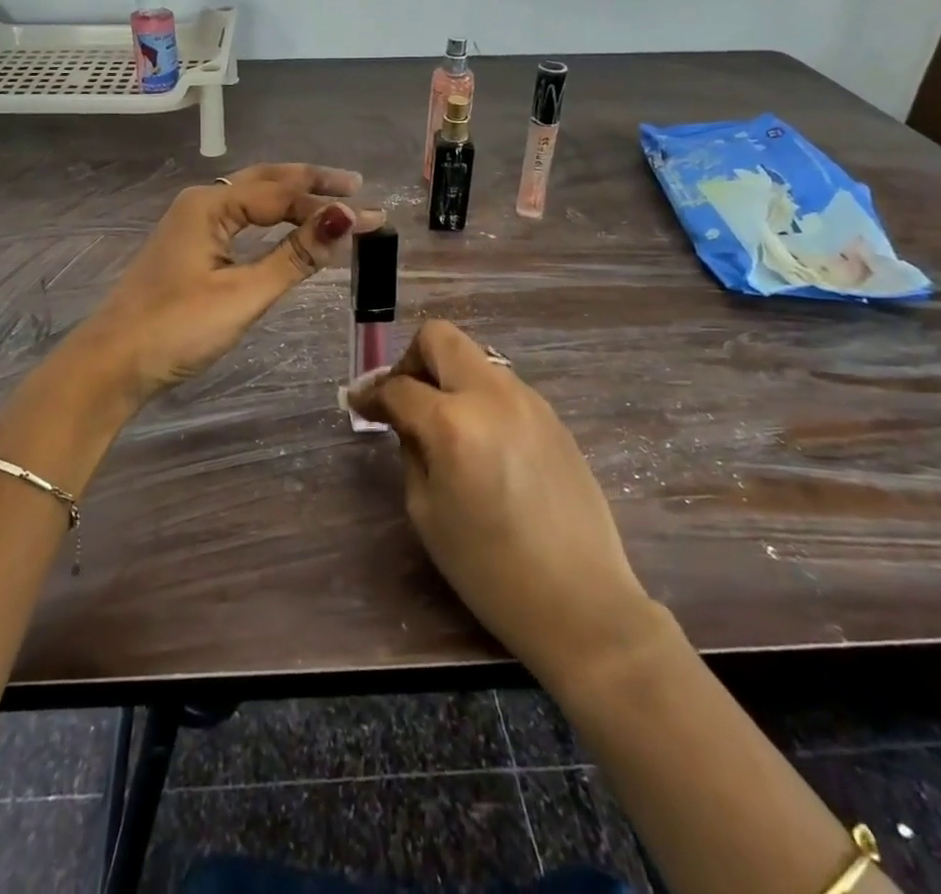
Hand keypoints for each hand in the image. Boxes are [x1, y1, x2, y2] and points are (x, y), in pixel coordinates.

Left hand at [76, 163, 383, 404]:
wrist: (112, 363)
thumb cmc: (177, 328)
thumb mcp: (243, 294)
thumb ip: (294, 256)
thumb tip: (344, 220)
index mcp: (210, 205)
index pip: (282, 195)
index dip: (329, 206)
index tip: (374, 218)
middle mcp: (201, 202)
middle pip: (266, 181)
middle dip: (311, 182)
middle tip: (355, 185)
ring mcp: (192, 224)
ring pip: (251, 197)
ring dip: (292, 196)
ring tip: (331, 198)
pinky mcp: (190, 247)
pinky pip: (241, 218)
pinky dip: (272, 217)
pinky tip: (287, 224)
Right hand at [347, 320, 655, 690]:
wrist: (581, 602)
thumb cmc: (490, 569)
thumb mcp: (427, 511)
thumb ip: (411, 450)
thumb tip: (404, 418)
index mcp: (453, 423)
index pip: (399, 386)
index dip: (371, 394)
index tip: (359, 404)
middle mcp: (492, 395)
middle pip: (440, 338)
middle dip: (412, 360)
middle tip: (405, 399)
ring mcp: (529, 401)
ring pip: (474, 359)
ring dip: (449, 379)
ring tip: (445, 426)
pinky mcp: (553, 417)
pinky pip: (502, 387)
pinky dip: (479, 399)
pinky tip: (482, 443)